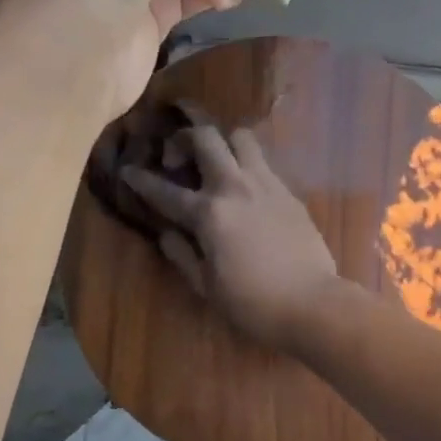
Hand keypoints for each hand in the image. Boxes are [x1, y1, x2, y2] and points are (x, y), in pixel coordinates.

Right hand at [121, 114, 347, 351]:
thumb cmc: (252, 303)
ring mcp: (267, 185)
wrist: (311, 304)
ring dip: (222, 141)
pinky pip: (263, 163)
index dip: (141, 180)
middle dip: (184, 136)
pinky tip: (244, 188)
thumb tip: (166, 234)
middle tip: (176, 156)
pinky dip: (246, 165)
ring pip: (241, 137)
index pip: (165, 191)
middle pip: (206, 137)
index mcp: (208, 214)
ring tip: (215, 161)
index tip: (128, 170)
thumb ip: (182, 255)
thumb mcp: (206, 286)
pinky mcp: (290, 193)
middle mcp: (235, 187)